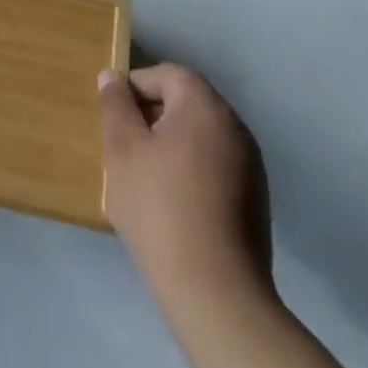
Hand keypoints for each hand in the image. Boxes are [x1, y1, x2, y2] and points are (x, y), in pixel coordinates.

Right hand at [98, 64, 271, 303]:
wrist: (215, 293)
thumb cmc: (159, 207)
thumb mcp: (122, 149)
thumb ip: (115, 105)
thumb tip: (113, 77)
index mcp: (205, 107)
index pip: (168, 74)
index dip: (136, 87)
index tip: (113, 118)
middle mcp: (235, 127)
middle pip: (186, 103)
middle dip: (151, 116)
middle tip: (123, 147)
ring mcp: (250, 166)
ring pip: (199, 136)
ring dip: (170, 145)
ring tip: (143, 177)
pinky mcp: (254, 201)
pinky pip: (214, 166)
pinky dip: (190, 171)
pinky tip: (171, 204)